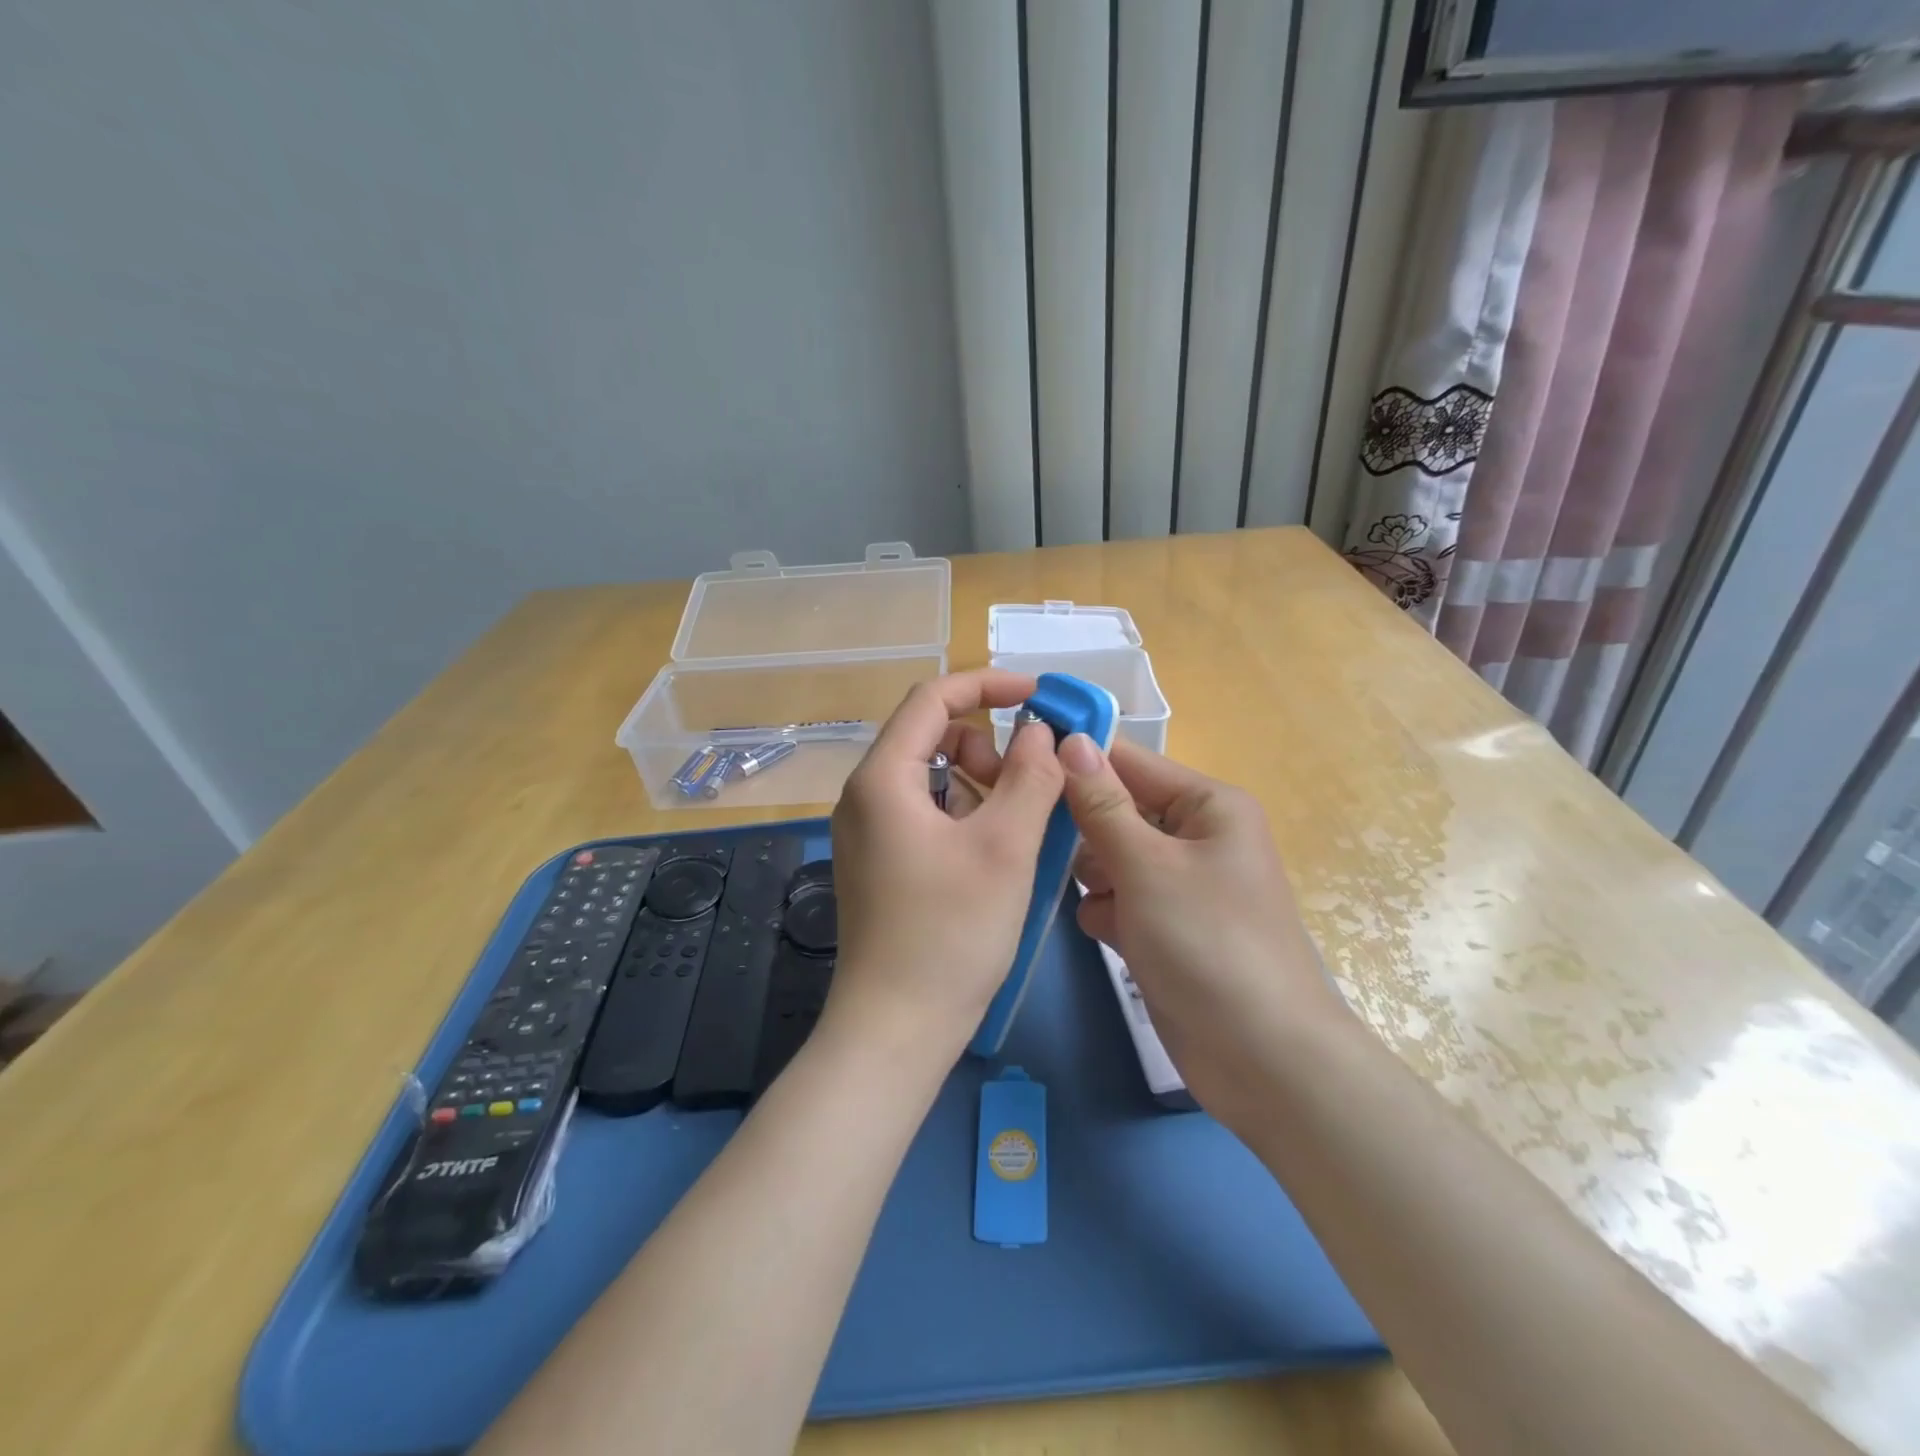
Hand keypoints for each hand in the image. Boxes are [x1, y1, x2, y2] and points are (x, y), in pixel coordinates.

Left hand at [823, 671, 1065, 1062]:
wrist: (896, 1028)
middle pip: (929, 735)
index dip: (987, 685)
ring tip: (1016, 823)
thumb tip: (1042, 733)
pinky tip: (993, 850)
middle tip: (1028, 781)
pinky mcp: (879, 861)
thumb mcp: (1004, 848)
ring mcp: (868, 831)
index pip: (932, 699)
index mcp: (883, 778)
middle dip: (986, 743)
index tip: (1037, 696)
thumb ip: (1030, 777)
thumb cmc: (951, 934)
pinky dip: (964, 812)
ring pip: (931, 776)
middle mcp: (865, 795)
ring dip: (979, 781)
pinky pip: (925, 811)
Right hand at [1061, 735, 1345, 1117]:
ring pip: (1112, 856)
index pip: (1130, 761)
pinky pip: (1119, 898)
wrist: (1261, 1058)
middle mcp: (1196, 836)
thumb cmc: (1207, 943)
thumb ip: (1102, 803)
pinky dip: (1107, 911)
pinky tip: (1109, 933)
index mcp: (1207, 806)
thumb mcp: (1148, 865)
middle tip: (1045, 844)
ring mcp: (1181, 885)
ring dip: (1094, 875)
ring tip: (1096, 898)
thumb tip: (1071, 740)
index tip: (1020, 761)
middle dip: (1085, 830)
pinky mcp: (1166, 927)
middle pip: (1118, 809)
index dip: (1078, 759)